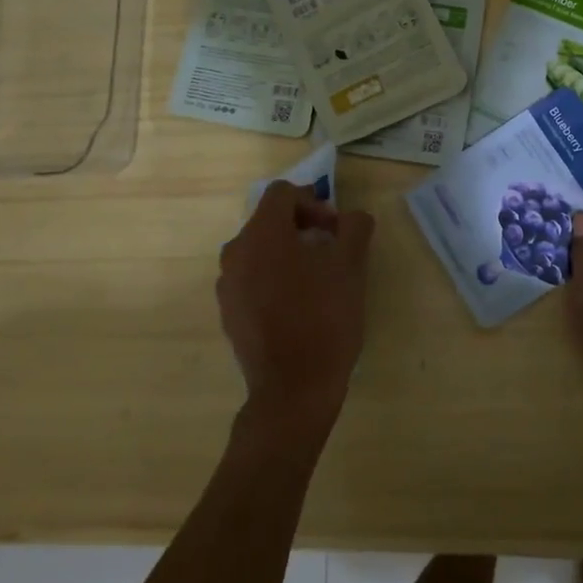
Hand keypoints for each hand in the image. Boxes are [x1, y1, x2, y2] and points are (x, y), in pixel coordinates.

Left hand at [217, 181, 374, 434]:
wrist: (293, 389)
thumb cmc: (324, 318)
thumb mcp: (351, 267)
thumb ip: (354, 228)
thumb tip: (352, 216)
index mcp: (262, 234)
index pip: (283, 193)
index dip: (313, 202)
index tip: (335, 228)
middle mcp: (236, 252)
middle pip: (269, 220)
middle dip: (302, 226)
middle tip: (332, 249)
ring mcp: (228, 285)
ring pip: (259, 250)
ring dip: (288, 252)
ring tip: (317, 277)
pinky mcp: (229, 312)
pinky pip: (251, 278)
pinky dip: (273, 277)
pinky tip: (298, 304)